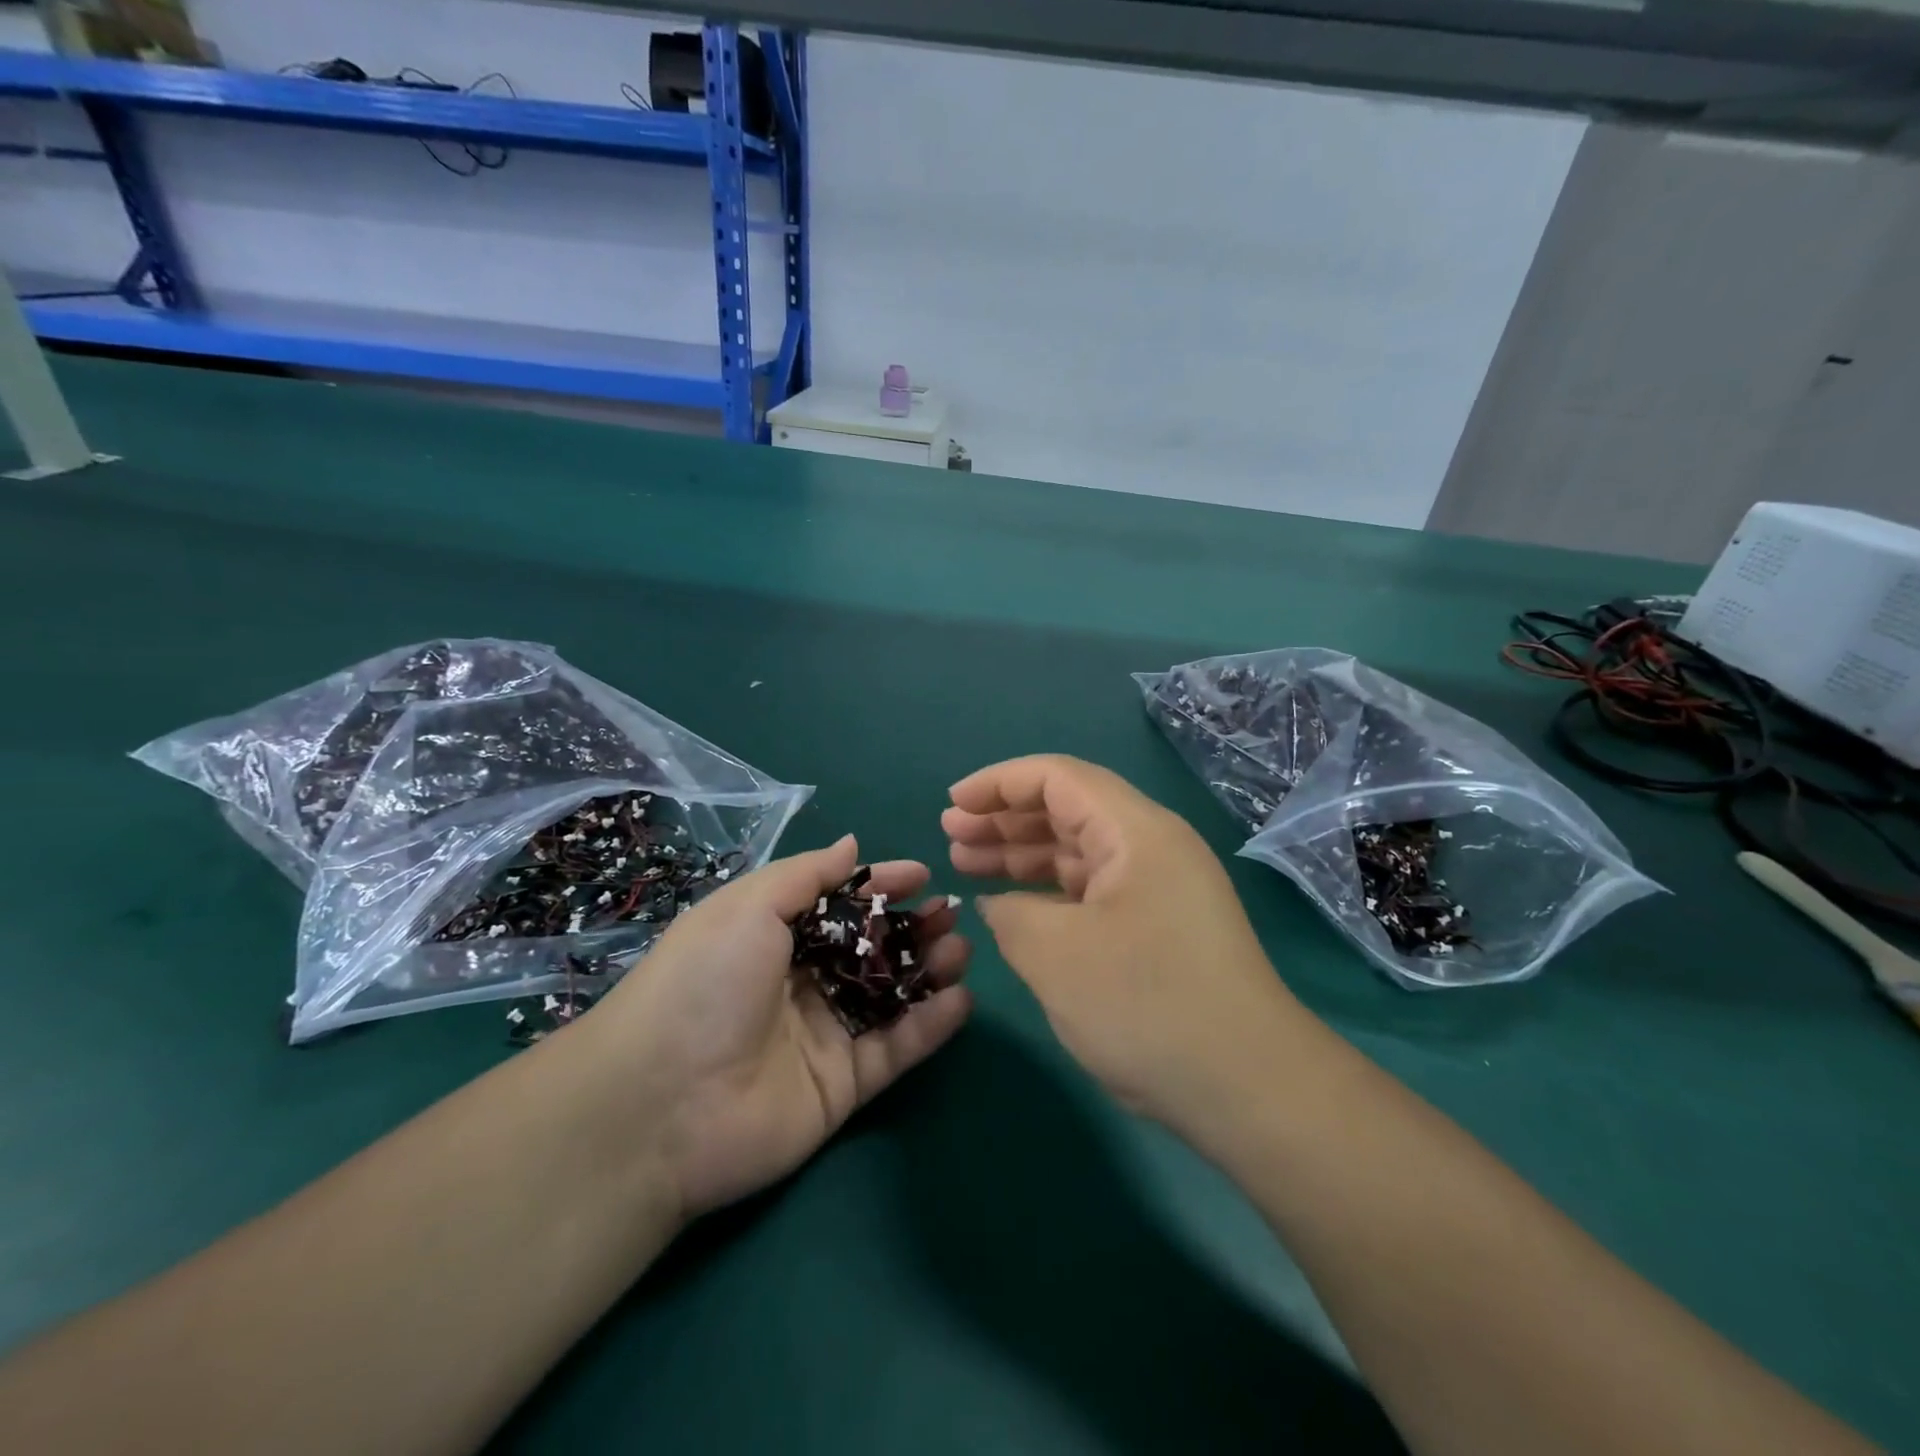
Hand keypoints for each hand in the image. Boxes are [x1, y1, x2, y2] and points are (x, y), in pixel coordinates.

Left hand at [582, 835, 971, 1218]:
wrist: (661, 1104)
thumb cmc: (705, 982)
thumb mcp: (748, 907)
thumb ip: (806, 875)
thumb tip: (851, 844)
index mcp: (772, 937)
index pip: (839, 904)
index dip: (879, 886)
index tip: (922, 874)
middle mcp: (800, 982)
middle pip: (870, 949)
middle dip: (913, 927)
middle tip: (952, 914)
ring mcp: (823, 1035)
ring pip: (890, 996)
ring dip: (929, 971)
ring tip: (963, 950)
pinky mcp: (843, 1086)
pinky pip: (895, 1049)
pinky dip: (930, 1026)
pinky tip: (962, 1000)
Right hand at [942, 755, 1298, 1129]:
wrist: (1249, 1087)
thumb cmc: (1147, 1005)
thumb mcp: (1056, 955)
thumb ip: (1011, 914)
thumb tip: (998, 904)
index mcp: (1136, 831)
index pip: (1058, 778)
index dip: (998, 783)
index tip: (953, 804)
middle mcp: (1152, 846)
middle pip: (1068, 809)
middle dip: (1004, 818)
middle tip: (950, 835)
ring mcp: (1159, 887)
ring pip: (1079, 850)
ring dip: (1022, 854)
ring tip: (966, 863)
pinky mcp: (1160, 925)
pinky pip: (1094, 889)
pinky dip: (1049, 891)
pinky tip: (1012, 906)